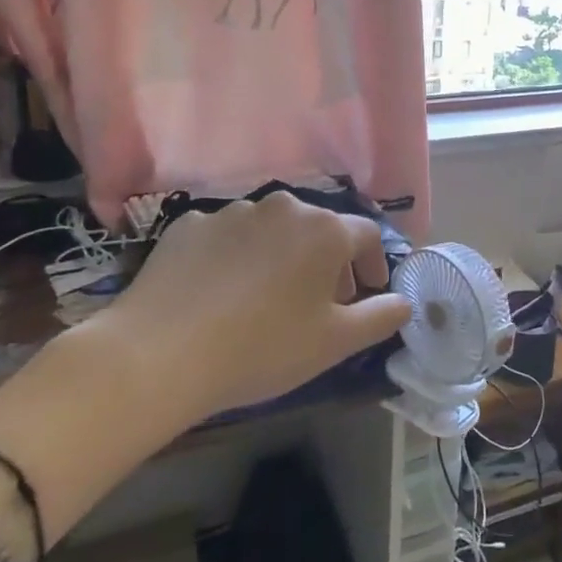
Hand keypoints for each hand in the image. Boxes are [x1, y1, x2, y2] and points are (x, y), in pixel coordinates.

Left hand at [98, 192, 413, 426]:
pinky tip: (219, 294)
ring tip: (265, 299)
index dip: (373, 265)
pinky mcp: (188, 224)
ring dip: (281, 257)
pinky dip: (235, 258)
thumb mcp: (336, 342)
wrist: (158, 355)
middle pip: (319, 229)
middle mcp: (282, 206)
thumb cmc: (263, 347)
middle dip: (327, 262)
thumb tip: (403, 301)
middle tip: (318, 304)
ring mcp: (231, 211)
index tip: (366, 294)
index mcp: (324, 229)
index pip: (367, 235)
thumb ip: (382, 316)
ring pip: (272, 231)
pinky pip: (227, 237)